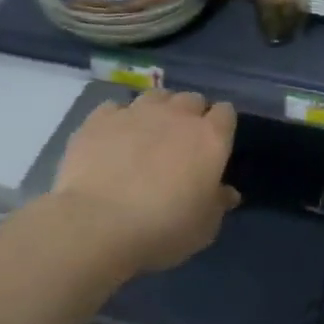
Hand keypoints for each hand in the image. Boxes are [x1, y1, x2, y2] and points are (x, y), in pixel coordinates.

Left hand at [50, 90, 239, 273]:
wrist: (96, 225)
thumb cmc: (164, 228)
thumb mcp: (204, 226)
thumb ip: (218, 203)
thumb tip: (227, 192)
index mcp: (211, 138)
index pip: (226, 112)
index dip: (221, 125)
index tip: (215, 143)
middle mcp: (178, 115)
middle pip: (191, 99)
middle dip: (190, 114)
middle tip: (182, 141)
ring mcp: (136, 113)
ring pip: (155, 96)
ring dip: (157, 110)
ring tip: (148, 134)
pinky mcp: (99, 119)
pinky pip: (115, 108)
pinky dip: (118, 119)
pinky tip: (112, 140)